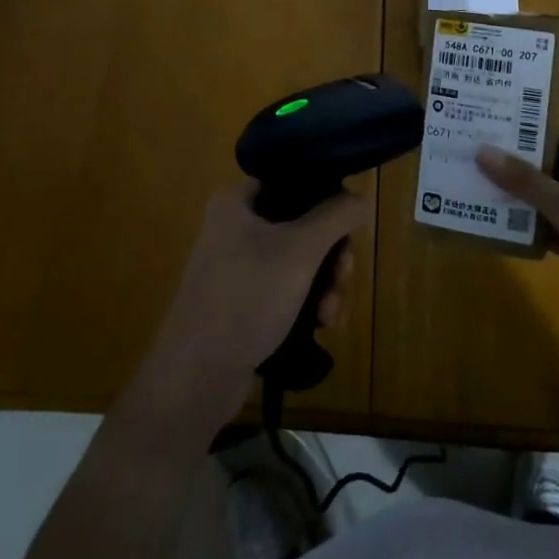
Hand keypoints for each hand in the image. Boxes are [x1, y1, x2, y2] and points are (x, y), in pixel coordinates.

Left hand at [127, 182, 366, 437]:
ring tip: (331, 314)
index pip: (296, 181)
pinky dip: (310, 303)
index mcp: (239, 200)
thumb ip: (336, 216)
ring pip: (302, 261)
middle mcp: (237, 225)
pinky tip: (323, 326)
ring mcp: (239, 265)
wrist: (196, 377)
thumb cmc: (246, 298)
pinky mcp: (245, 301)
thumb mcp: (299, 251)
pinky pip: (289, 289)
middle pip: (305, 224)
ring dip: (326, 285)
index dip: (329, 201)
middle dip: (332, 256)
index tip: (350, 230)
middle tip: (342, 279)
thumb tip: (362, 198)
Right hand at [476, 133, 558, 362]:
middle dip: (521, 164)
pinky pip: (551, 235)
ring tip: (478, 187)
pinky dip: (529, 232)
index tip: (499, 126)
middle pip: (555, 170)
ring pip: (549, 204)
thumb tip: (484, 150)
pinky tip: (500, 230)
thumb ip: (529, 182)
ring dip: (520, 199)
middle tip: (478, 155)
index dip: (538, 130)